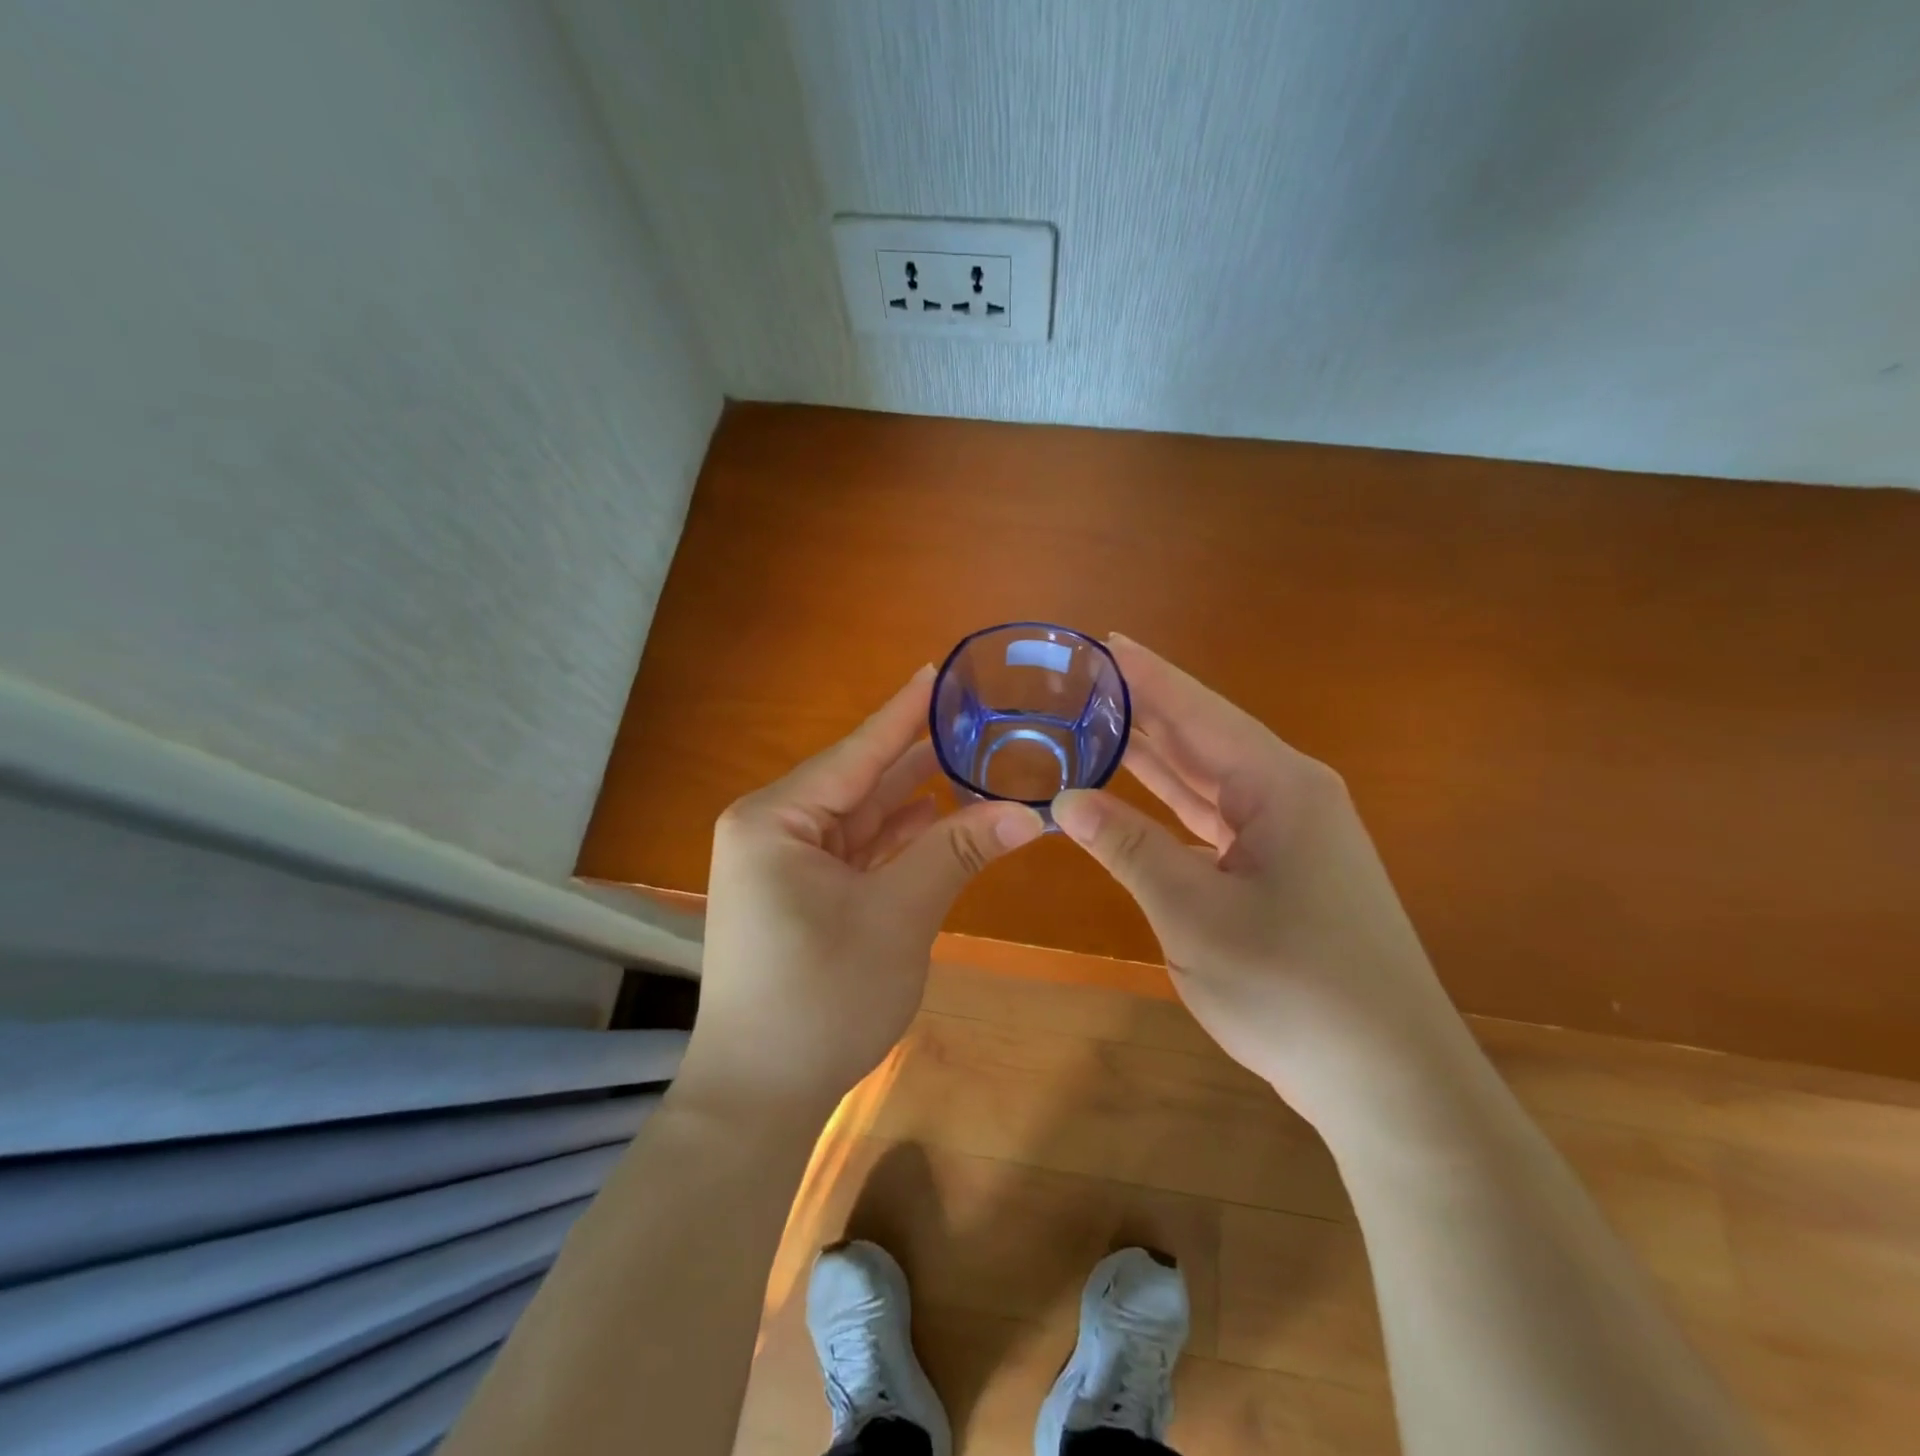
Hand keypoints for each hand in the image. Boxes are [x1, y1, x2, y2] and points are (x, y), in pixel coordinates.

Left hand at [684, 666, 1045, 1113]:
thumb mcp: (898, 916)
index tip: (942, 671)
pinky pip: (857, 852)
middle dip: (919, 758)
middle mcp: (773, 829)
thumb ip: (958, 852)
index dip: (906, 712)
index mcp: (777, 819)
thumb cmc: (822, 997)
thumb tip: (1032, 812)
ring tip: (973, 762)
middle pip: (860, 781)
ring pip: (862, 818)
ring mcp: (784, 865)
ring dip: (914, 800)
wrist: (761, 1095)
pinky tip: (939, 818)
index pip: (858, 751)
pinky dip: (898, 840)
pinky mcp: (800, 895)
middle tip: (978, 722)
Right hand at [1052, 637, 1474, 1127]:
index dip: (1148, 676)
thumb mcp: (1194, 914)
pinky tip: (1141, 795)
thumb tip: (1066, 799)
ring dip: (1157, 756)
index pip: (1198, 712)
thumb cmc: (1294, 988)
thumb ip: (1129, 848)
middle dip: (1147, 709)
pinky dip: (1175, 805)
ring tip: (1100, 723)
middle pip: (1204, 737)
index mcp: (1279, 788)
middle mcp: (1290, 797)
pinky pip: (1218, 819)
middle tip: (1085, 681)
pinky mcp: (1286, 872)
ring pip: (1210, 780)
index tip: (1103, 641)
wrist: (1390, 1081)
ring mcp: (1292, 836)